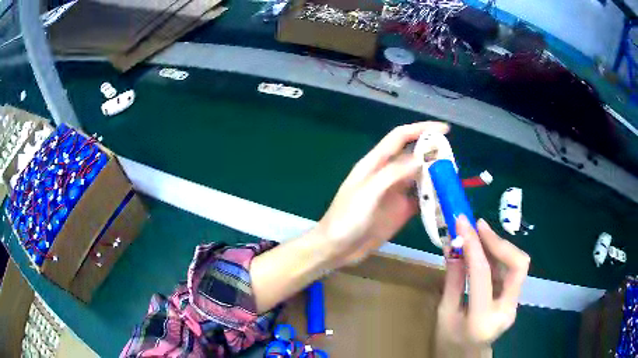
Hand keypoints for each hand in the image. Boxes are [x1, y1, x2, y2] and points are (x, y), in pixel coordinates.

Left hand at [315, 122, 449, 265]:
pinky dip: (433, 198)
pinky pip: (421, 200)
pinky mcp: (400, 211)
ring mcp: (395, 193)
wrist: (337, 248)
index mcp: (375, 163)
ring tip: (454, 179)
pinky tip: (445, 200)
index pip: (400, 137)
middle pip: (413, 156)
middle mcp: (388, 174)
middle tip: (454, 161)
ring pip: (420, 178)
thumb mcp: (368, 192)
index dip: (421, 129)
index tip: (444, 130)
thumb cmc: (347, 218)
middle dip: (433, 154)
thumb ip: (393, 174)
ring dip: (435, 176)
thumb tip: (421, 159)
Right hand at [436, 216, 529, 356]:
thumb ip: (453, 280)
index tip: (462, 222)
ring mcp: (514, 305)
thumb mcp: (444, 313)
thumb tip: (454, 245)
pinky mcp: (514, 300)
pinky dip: (498, 256)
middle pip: (518, 266)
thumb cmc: (450, 341)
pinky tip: (484, 251)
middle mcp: (506, 311)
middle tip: (478, 226)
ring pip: (517, 265)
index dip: (473, 244)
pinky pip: (511, 271)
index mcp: (482, 320)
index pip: (482, 274)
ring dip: (499, 246)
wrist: (466, 357)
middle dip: (499, 242)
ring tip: (478, 234)